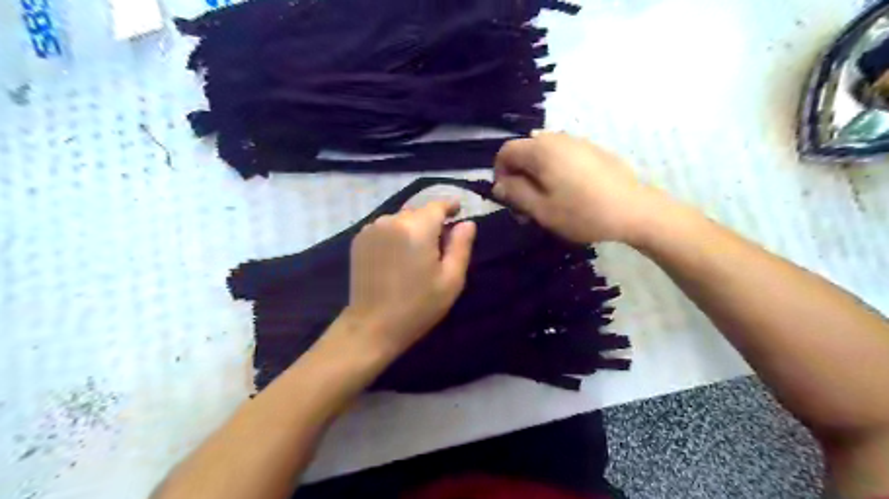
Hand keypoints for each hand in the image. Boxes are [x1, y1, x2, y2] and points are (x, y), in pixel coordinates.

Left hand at [341, 199, 479, 358]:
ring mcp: (372, 229)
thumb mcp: (451, 280)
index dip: (450, 206)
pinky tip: (397, 256)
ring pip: (401, 219)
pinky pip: (385, 228)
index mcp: (417, 228)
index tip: (458, 210)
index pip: (437, 205)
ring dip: (412, 228)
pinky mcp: (359, 239)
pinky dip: (395, 234)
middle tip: (439, 244)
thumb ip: (461, 246)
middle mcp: (392, 220)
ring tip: (417, 252)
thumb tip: (467, 223)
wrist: (373, 326)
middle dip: (431, 222)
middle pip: (418, 212)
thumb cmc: (418, 306)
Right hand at [493, 131, 667, 243]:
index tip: (507, 197)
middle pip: (525, 151)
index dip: (499, 173)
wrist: (635, 210)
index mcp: (541, 150)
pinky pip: (562, 156)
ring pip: (544, 155)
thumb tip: (499, 184)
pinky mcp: (593, 150)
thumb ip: (515, 193)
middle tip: (525, 206)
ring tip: (545, 201)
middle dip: (518, 177)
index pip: (506, 151)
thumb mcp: (541, 209)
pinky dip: (554, 171)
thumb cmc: (582, 212)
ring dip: (536, 176)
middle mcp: (557, 138)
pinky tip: (567, 193)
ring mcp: (578, 142)